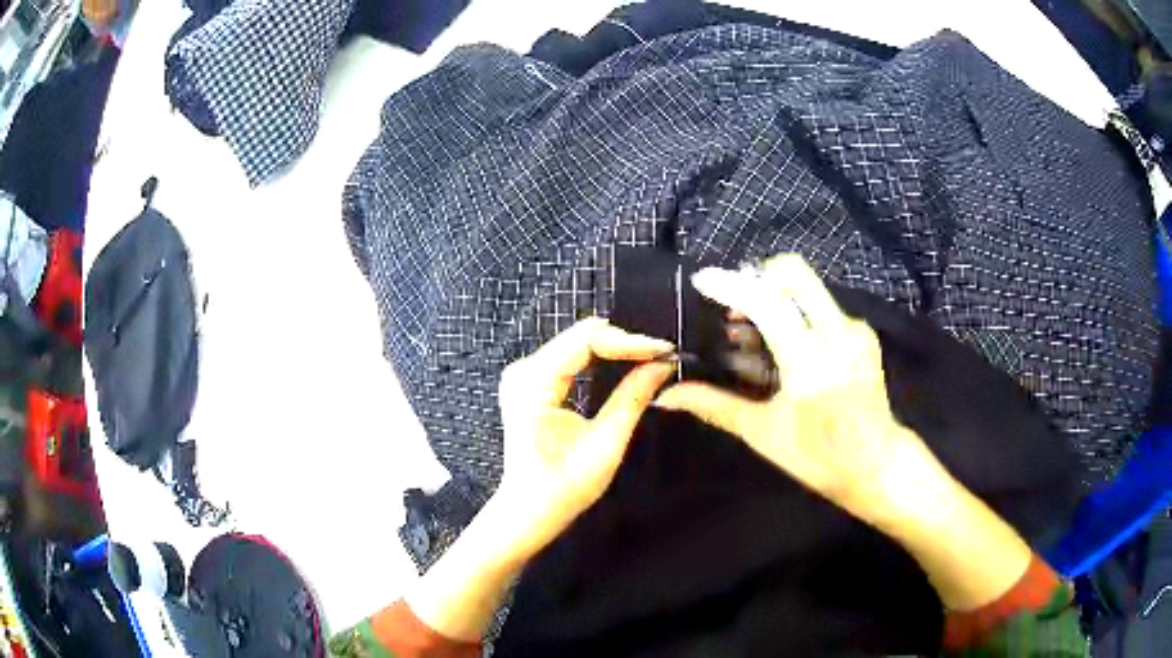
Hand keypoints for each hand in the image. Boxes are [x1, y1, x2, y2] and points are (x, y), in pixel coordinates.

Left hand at [493, 317, 675, 560]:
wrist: (529, 509)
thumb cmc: (565, 487)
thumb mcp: (606, 443)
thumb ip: (633, 397)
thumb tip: (662, 365)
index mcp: (533, 383)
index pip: (586, 340)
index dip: (629, 341)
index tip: (664, 351)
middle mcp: (523, 370)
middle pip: (580, 336)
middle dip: (624, 342)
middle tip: (662, 355)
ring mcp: (524, 374)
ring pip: (577, 342)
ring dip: (615, 348)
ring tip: (650, 358)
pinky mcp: (530, 382)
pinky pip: (570, 356)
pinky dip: (600, 358)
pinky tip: (625, 364)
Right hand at [654, 255, 933, 523]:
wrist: (877, 465)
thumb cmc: (819, 457)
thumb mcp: (763, 433)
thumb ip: (715, 405)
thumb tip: (666, 397)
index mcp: (812, 361)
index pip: (767, 303)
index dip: (730, 286)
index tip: (702, 281)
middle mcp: (838, 333)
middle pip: (794, 274)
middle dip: (757, 280)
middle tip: (734, 309)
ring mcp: (854, 330)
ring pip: (807, 289)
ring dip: (774, 299)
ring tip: (750, 338)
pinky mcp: (861, 334)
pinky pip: (821, 307)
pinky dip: (794, 315)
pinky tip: (781, 349)